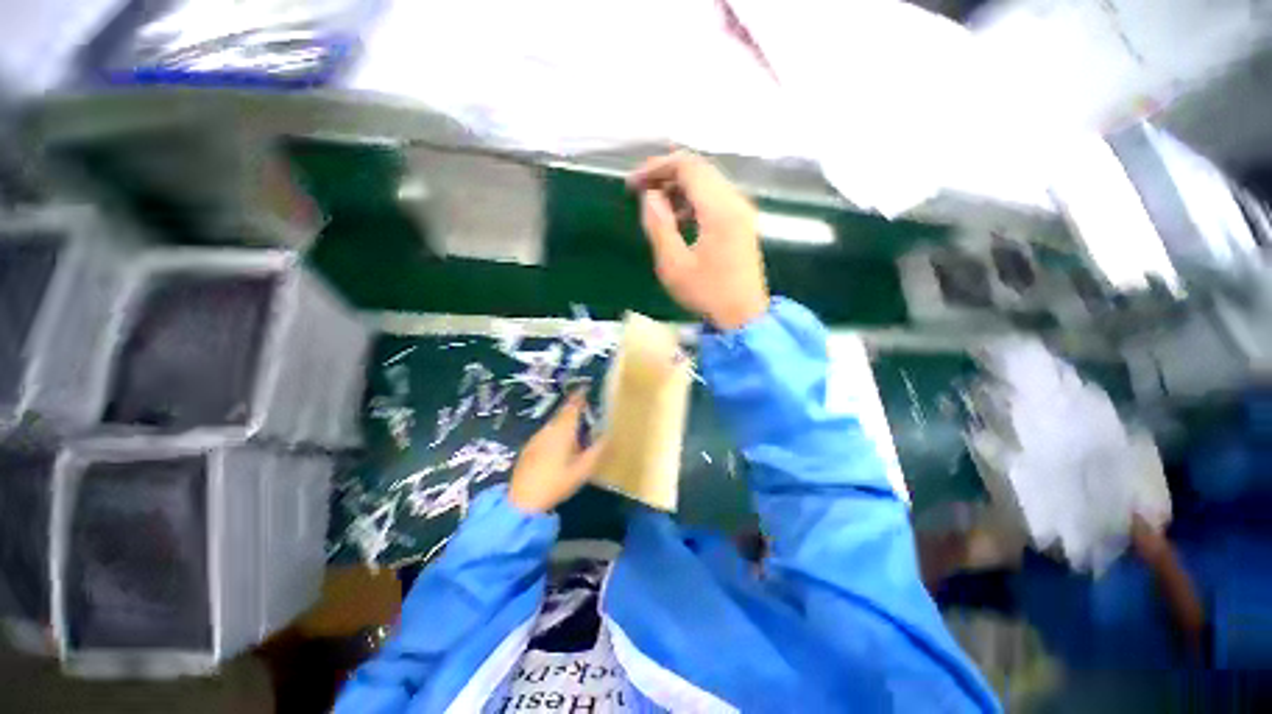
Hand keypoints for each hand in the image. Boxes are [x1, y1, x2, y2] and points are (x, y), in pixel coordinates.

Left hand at [509, 391, 605, 512]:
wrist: (522, 500)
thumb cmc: (556, 483)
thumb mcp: (583, 469)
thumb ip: (598, 450)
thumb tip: (609, 435)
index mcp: (563, 430)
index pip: (573, 406)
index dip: (580, 396)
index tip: (587, 388)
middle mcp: (549, 428)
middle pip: (563, 412)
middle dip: (574, 407)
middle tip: (586, 408)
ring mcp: (537, 437)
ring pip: (554, 422)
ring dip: (565, 420)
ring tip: (577, 426)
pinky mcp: (530, 446)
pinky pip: (547, 431)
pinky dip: (557, 430)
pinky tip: (560, 442)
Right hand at [628, 151, 768, 330]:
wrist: (743, 316)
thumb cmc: (707, 293)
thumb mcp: (674, 265)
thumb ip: (659, 225)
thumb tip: (650, 196)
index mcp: (719, 209)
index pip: (687, 166)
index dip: (656, 167)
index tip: (633, 184)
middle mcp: (735, 201)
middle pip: (699, 169)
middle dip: (666, 174)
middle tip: (641, 191)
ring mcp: (742, 211)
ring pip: (708, 183)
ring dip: (680, 188)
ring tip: (657, 208)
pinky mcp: (742, 223)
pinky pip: (716, 199)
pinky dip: (694, 201)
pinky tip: (680, 220)